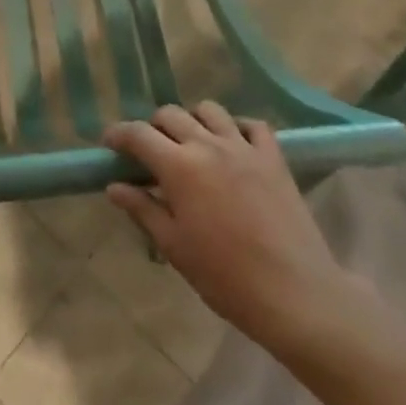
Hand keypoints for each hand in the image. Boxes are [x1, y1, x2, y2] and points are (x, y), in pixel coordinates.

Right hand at [104, 103, 376, 359]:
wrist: (295, 294)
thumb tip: (114, 186)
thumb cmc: (226, 277)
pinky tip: (232, 145)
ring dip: (193, 120)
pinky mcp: (274, 157)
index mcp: (179, 167)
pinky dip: (237, 127)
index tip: (110, 143)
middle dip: (153, 127)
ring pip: (209, 110)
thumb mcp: (174, 247)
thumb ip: (143, 210)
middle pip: (171, 114)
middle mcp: (208, 145)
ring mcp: (244, 147)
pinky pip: (253, 125)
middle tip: (150, 152)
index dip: (119, 134)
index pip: (138, 134)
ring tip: (191, 144)